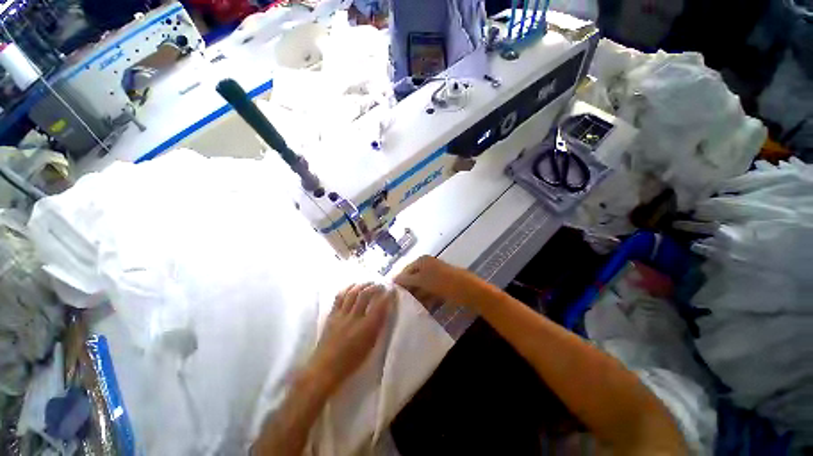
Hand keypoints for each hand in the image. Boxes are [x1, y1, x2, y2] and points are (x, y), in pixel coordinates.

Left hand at [306, 283, 393, 394]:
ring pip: (353, 293)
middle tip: (381, 285)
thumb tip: (384, 311)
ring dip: (362, 285)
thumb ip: (377, 327)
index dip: (387, 296)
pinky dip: (348, 288)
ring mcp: (341, 315)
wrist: (324, 369)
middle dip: (375, 286)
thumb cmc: (351, 362)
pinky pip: (340, 297)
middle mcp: (354, 318)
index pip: (380, 306)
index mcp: (366, 329)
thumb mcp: (370, 347)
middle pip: (365, 295)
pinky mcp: (332, 315)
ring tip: (369, 282)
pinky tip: (353, 285)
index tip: (392, 290)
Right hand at [394, 256, 481, 310]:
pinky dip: (426, 299)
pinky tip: (422, 308)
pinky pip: (430, 291)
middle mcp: (428, 265)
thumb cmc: (443, 282)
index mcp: (423, 260)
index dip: (399, 282)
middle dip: (408, 290)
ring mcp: (436, 275)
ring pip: (421, 286)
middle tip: (400, 303)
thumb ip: (407, 279)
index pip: (405, 270)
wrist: (469, 291)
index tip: (392, 295)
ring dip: (416, 296)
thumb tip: (393, 279)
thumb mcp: (422, 280)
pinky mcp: (442, 284)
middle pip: (414, 278)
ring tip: (409, 308)